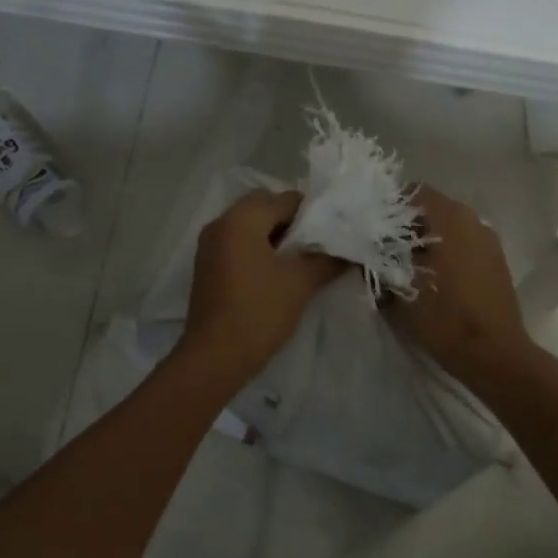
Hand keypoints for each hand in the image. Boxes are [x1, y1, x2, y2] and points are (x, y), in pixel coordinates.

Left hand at [179, 189, 346, 385]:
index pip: (285, 199)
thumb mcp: (300, 283)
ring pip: (250, 226)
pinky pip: (238, 244)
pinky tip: (278, 273)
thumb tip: (350, 252)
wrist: (214, 357)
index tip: (334, 231)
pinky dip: (258, 249)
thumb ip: (327, 260)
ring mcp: (209, 245)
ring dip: (275, 236)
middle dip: (293, 222)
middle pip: (264, 207)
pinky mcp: (207, 266)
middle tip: (318, 244)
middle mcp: (221, 223)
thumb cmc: (259, 312)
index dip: (313, 213)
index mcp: (241, 219)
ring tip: (303, 260)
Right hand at [383, 185, 535, 385]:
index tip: (372, 226)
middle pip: (432, 209)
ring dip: (427, 240)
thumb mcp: (399, 288)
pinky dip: (446, 252)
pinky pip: (463, 244)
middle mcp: (473, 219)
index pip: (414, 191)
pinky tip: (432, 278)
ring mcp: (488, 240)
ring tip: (405, 265)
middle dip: (406, 225)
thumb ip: (379, 262)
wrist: (493, 355)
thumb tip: (365, 252)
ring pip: (448, 228)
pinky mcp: (496, 261)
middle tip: (383, 247)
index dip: (390, 206)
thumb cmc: (444, 316)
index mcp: (450, 217)